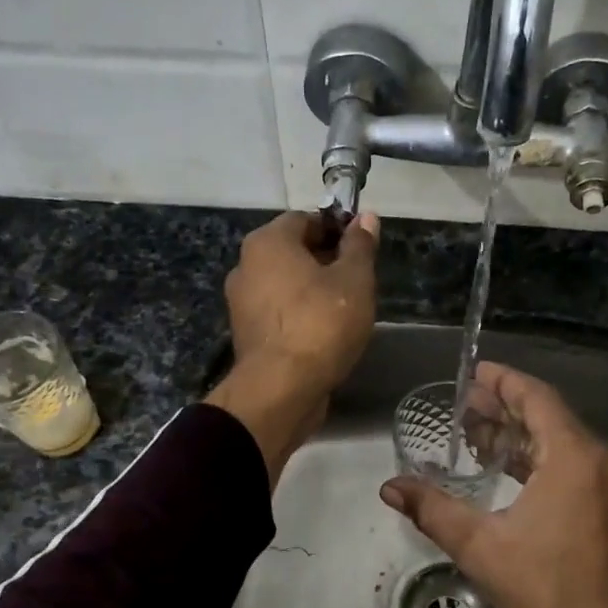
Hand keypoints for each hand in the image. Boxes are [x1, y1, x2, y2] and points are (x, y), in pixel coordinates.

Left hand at [206, 211, 378, 483]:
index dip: (337, 228)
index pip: (306, 219)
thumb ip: (360, 246)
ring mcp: (241, 302)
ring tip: (346, 309)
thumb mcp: (354, 280)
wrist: (282, 389)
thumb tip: (366, 217)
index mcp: (267, 242)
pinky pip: (279, 313)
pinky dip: (300, 315)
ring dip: (313, 290)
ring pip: (286, 284)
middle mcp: (246, 265)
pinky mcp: (247, 335)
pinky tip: (325, 332)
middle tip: (359, 279)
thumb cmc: (321, 324)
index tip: (362, 247)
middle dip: (326, 260)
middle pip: (293, 251)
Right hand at [380, 362, 607, 607]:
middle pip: (548, 416)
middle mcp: (600, 458)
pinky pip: (574, 462)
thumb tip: (390, 487)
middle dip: (506, 408)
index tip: (475, 372)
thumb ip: (434, 510)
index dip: (504, 381)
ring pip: (561, 440)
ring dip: (521, 434)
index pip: (536, 398)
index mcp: (574, 457)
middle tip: (465, 402)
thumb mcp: (481, 548)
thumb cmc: (547, 590)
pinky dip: (540, 458)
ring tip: (478, 432)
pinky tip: (509, 466)